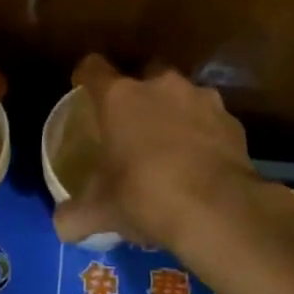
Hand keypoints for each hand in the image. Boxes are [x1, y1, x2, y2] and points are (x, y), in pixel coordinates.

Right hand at [53, 55, 262, 250]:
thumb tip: (61, 225)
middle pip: (142, 76)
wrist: (218, 210)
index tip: (83, 92)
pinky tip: (202, 164)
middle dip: (137, 96)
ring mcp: (201, 99)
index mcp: (119, 97)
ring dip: (174, 114)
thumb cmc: (146, 196)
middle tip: (131, 128)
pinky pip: (210, 121)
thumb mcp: (101, 212)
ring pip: (181, 96)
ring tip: (171, 149)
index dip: (85, 78)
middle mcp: (159, 86)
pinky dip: (204, 135)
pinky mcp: (232, 121)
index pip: (92, 68)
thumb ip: (74, 215)